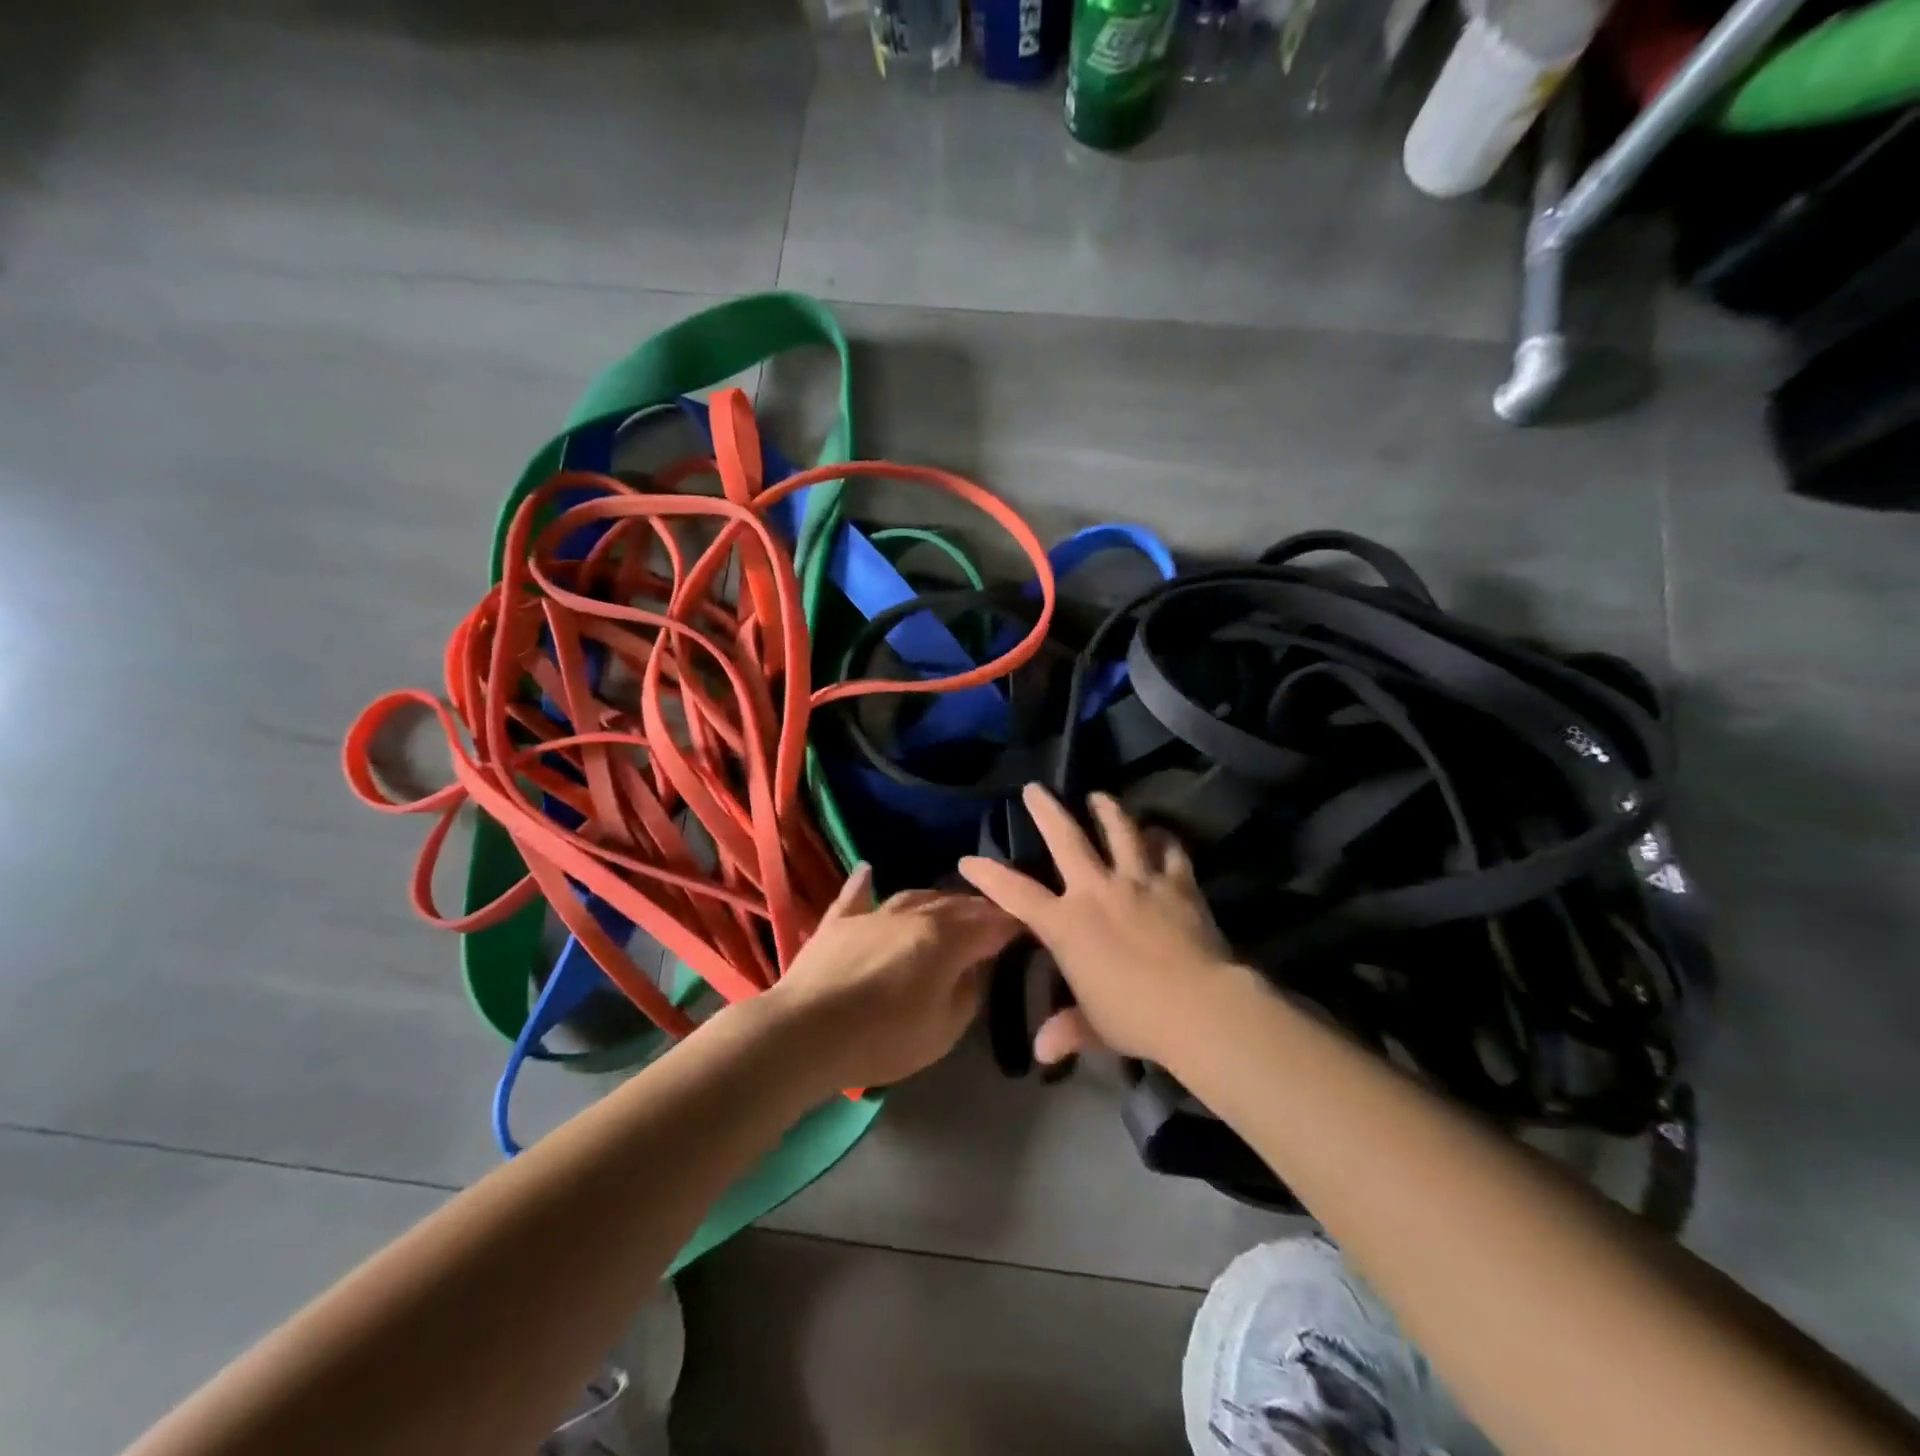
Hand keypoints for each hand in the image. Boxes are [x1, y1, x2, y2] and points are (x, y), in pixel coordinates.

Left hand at [768, 865, 1020, 1090]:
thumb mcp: (944, 1030)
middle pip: (955, 904)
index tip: (1028, 925)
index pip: (991, 924)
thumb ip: (967, 994)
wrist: (806, 1032)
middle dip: (980, 908)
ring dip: (937, 898)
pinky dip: (865, 884)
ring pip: (914, 895)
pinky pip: (856, 896)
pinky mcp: (838, 922)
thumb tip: (972, 970)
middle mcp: (914, 915)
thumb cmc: (884, 1038)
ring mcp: (873, 914)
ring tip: (950, 903)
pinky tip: (868, 870)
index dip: (1013, 924)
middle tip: (995, 915)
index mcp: (946, 939)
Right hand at [958, 785, 1240, 1066]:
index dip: (989, 875)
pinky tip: (1159, 832)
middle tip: (1035, 789)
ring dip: (1106, 810)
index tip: (968, 859)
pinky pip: (1169, 850)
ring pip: (1120, 831)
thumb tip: (1042, 1051)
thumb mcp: (1096, 1027)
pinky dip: (1163, 838)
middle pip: (1066, 839)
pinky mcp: (1177, 882)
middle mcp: (1097, 891)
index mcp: (1066, 924)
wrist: (1197, 1005)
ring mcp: (1138, 880)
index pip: (1016, 894)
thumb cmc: (1135, 1018)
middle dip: (1047, 811)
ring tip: (1099, 796)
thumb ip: (1067, 1030)